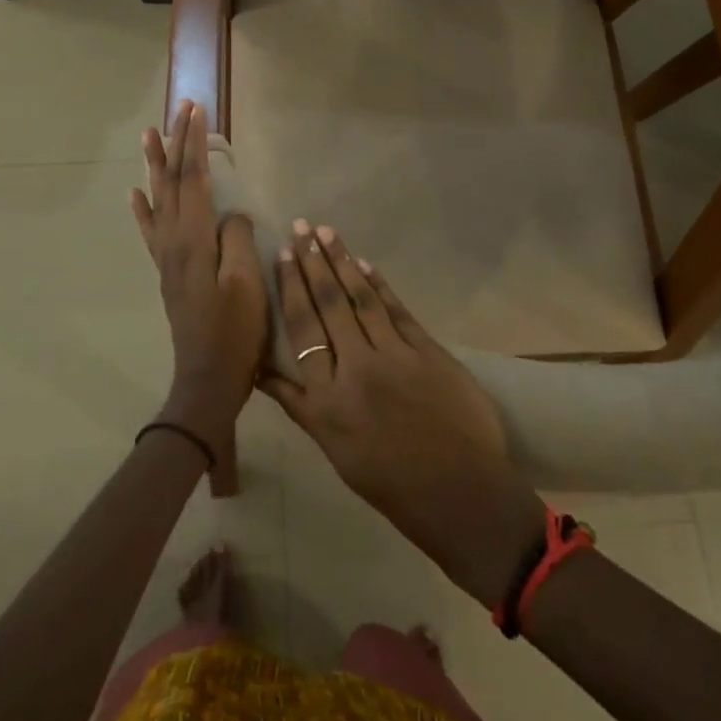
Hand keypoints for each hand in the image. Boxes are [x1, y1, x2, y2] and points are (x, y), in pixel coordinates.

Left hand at [130, 101, 267, 447]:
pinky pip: (151, 231)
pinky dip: (142, 208)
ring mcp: (167, 257)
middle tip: (179, 108)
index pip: (194, 179)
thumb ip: (237, 241)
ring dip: (155, 166)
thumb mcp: (247, 285)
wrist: (208, 378)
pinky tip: (135, 193)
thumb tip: (232, 215)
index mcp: (195, 240)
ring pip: (158, 200)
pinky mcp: (168, 272)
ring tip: (149, 135)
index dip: (195, 143)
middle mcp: (174, 241)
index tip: (196, 111)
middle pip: (173, 182)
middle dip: (177, 143)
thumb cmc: (235, 332)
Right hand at [263, 222, 545, 606]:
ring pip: (362, 299)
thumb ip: (298, 404)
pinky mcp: (429, 351)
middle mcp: (357, 368)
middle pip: (330, 303)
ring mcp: (396, 356)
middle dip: (314, 261)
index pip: (303, 328)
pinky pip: (398, 310)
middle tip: (301, 226)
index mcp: (327, 399)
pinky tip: (366, 264)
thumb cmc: (389, 482)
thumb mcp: (332, 449)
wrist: (460, 494)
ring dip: (343, 261)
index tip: (284, 254)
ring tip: (327, 232)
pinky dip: (380, 285)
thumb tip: (261, 370)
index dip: (292, 287)